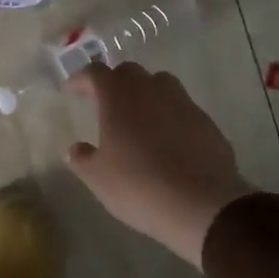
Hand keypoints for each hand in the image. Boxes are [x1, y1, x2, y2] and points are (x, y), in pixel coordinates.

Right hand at [64, 63, 253, 266]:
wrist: (202, 205)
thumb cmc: (138, 185)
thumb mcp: (97, 177)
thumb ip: (81, 158)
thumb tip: (75, 149)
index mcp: (118, 97)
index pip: (96, 73)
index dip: (81, 79)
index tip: (72, 90)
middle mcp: (151, 90)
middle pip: (130, 72)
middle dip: (114, 82)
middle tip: (103, 101)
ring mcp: (183, 104)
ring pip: (160, 84)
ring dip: (145, 93)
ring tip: (137, 116)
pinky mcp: (207, 123)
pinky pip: (181, 108)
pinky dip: (168, 116)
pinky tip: (165, 140)